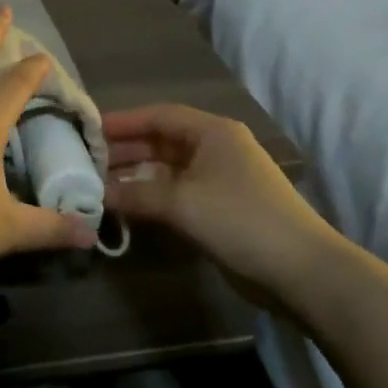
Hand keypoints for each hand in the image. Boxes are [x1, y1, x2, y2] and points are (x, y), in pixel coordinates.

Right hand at [102, 104, 342, 307]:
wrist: (302, 272)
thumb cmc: (240, 220)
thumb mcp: (182, 202)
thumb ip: (135, 193)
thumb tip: (95, 193)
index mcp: (212, 132)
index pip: (158, 115)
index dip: (122, 122)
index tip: (88, 130)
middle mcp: (215, 149)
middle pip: (160, 142)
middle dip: (124, 152)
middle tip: (85, 163)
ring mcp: (218, 180)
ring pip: (165, 170)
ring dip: (134, 177)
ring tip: (97, 186)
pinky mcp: (218, 209)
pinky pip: (175, 194)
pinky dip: (150, 198)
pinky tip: (125, 208)